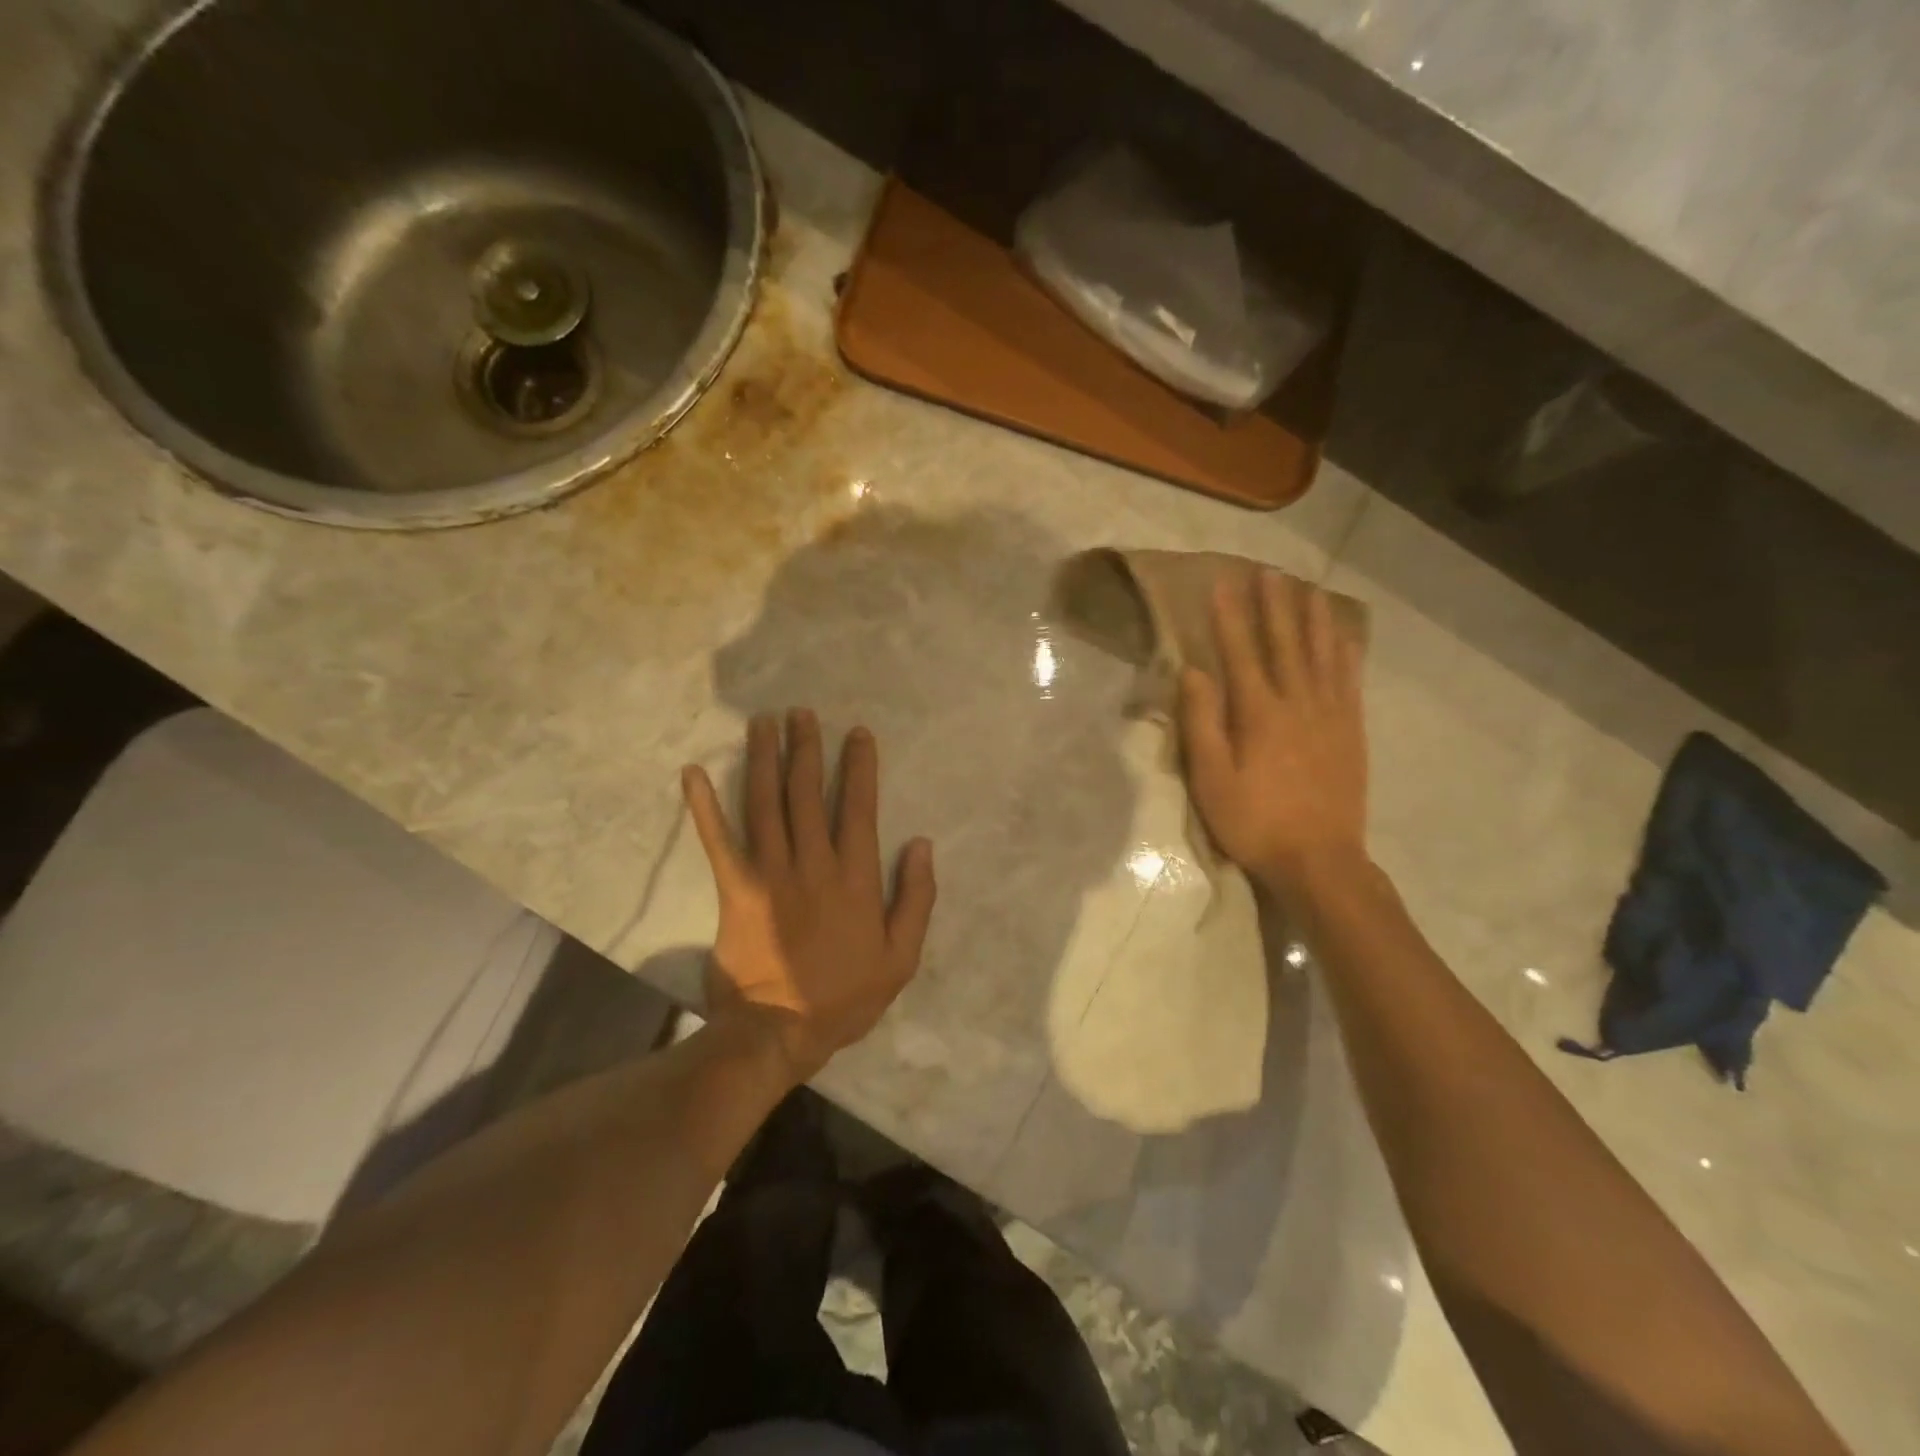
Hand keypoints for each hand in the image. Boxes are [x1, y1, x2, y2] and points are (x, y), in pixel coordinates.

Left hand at [682, 709, 935, 1082]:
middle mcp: (812, 864)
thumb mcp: (901, 957)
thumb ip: (915, 898)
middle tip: (801, 713)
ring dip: (765, 760)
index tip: (856, 733)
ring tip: (763, 723)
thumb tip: (920, 844)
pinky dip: (705, 807)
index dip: (858, 767)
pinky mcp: (734, 890)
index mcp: (854, 877)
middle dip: (806, 749)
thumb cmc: (844, 997)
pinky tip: (693, 773)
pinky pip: (718, 842)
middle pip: (807, 794)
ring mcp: (770, 874)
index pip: (857, 807)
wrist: (779, 1031)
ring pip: (767, 805)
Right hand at [1179, 571, 1368, 894]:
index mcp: (1259, 713)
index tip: (1223, 583)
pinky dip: (1345, 651)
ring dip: (1313, 617)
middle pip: (1285, 643)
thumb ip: (1201, 722)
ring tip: (1308, 588)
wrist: (1319, 859)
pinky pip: (1349, 679)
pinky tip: (1343, 635)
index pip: (1240, 652)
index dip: (1230, 616)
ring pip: (1322, 653)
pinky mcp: (1352, 730)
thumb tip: (1192, 672)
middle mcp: (1298, 702)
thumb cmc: (1254, 821)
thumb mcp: (1211, 778)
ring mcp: (1331, 715)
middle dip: (1274, 605)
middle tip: (1269, 571)